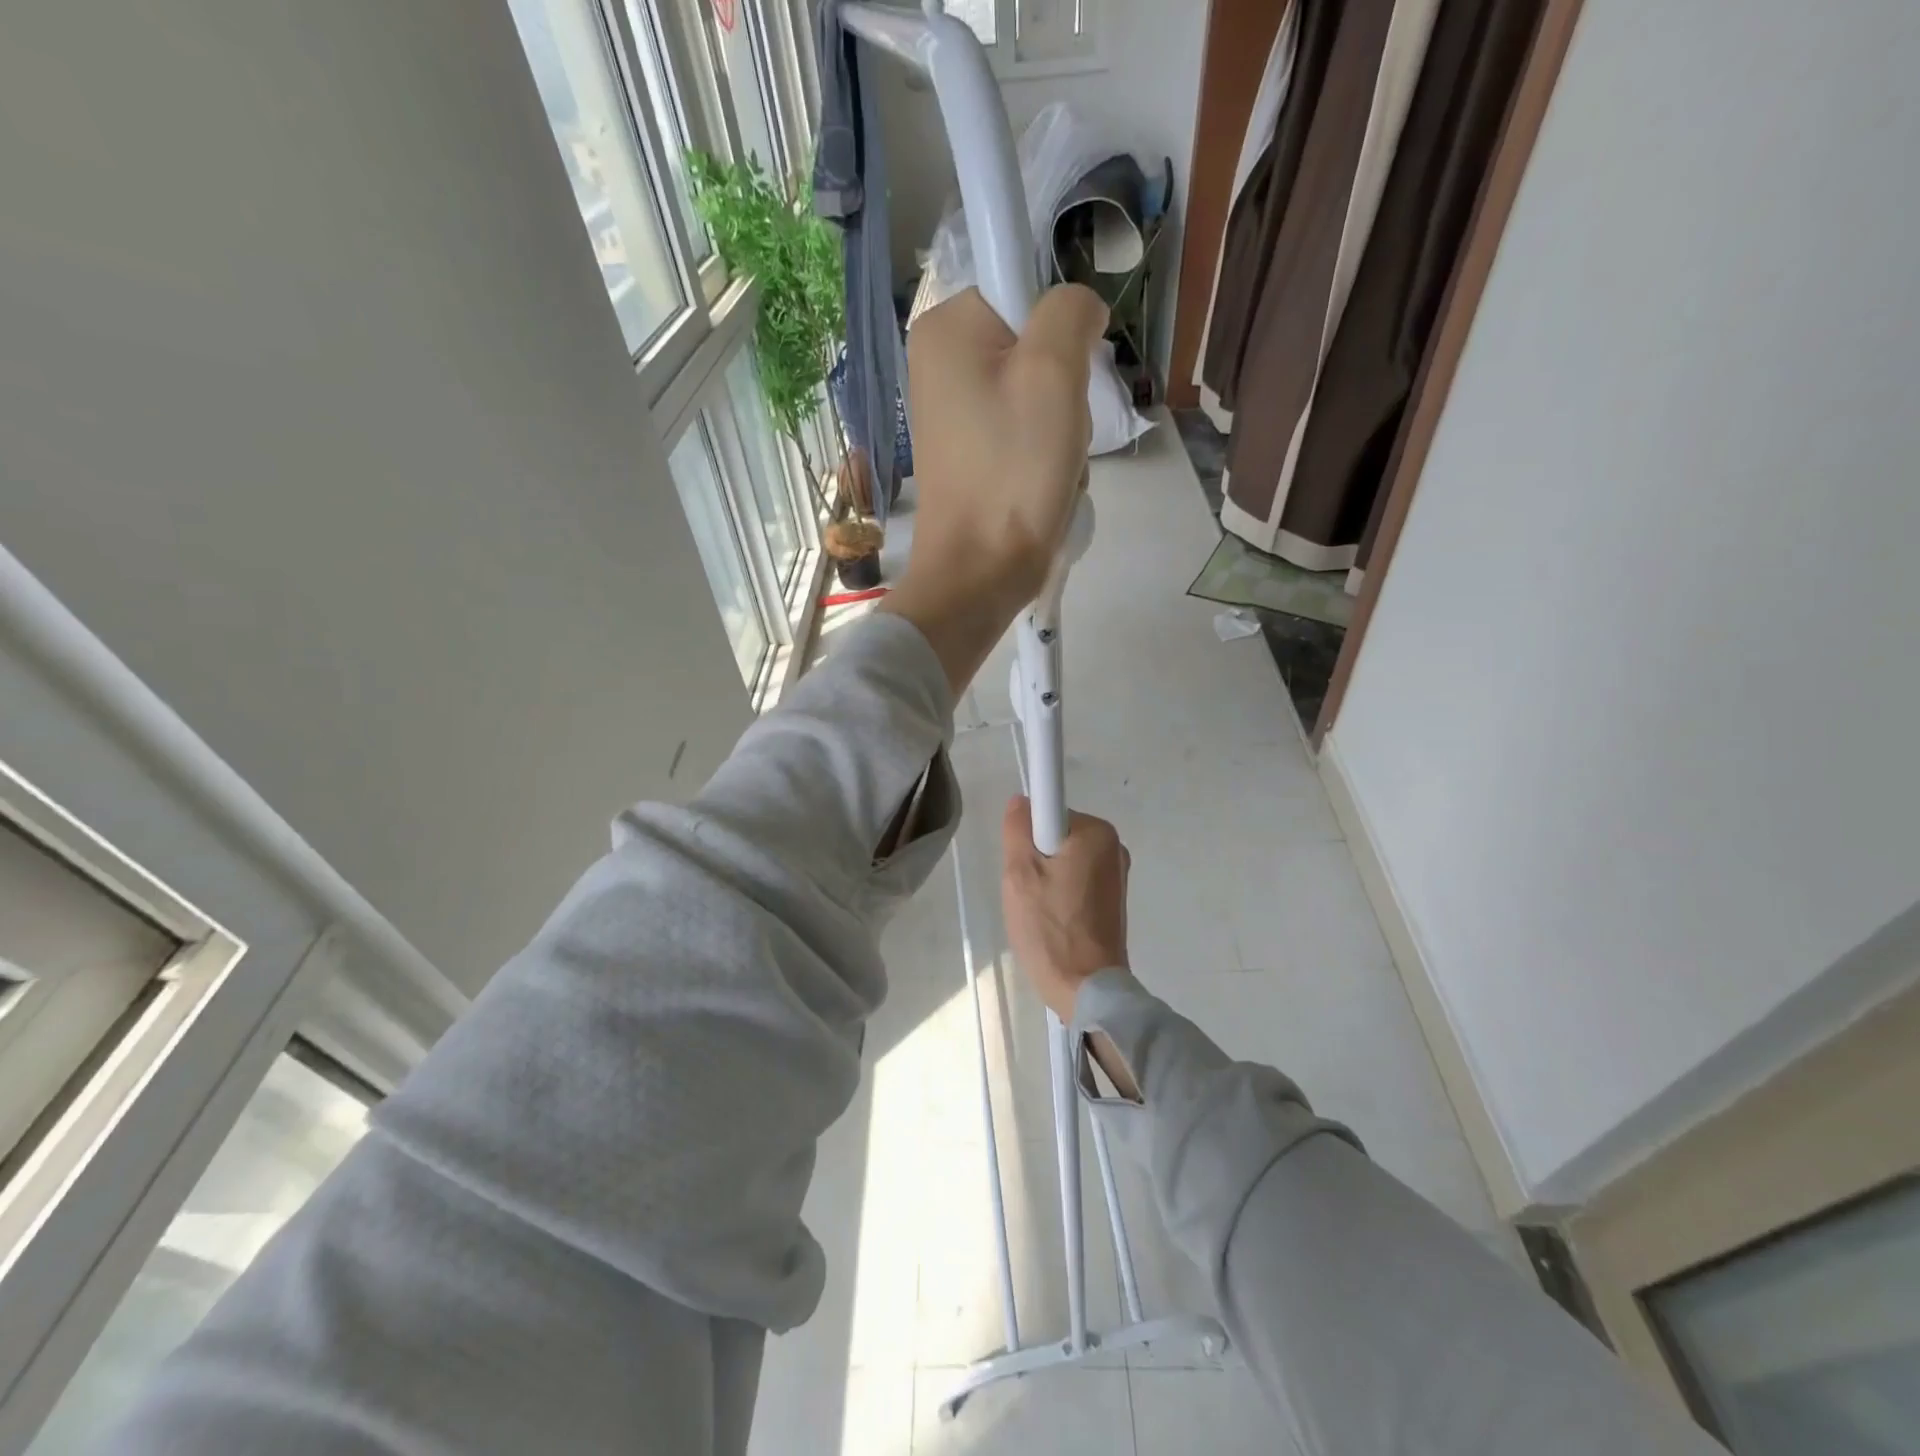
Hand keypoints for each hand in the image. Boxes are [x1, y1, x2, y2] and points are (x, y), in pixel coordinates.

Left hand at [882, 285, 1108, 691]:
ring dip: (1060, 429)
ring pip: (1036, 393)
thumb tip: (1078, 308)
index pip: (1024, 285)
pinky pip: (1023, 432)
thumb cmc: (1012, 472)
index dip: (1059, 328)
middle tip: (1056, 432)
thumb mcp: (1053, 373)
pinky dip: (1044, 456)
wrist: (980, 573)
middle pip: (1034, 344)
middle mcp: (939, 363)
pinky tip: (1042, 486)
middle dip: (1063, 389)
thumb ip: (1069, 311)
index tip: (1064, 377)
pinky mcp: (968, 453)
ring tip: (1050, 466)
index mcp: (945, 328)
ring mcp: (952, 412)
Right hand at [1001, 796, 1129, 1022]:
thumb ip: (1017, 829)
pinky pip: (1077, 881)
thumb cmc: (1050, 928)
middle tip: (1027, 892)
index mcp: (1097, 832)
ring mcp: (1117, 875)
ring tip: (1040, 912)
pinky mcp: (1114, 900)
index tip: (1024, 867)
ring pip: (1064, 860)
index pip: (1048, 811)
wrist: (1087, 990)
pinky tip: (1055, 922)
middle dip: (1036, 859)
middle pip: (1056, 836)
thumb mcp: (1019, 874)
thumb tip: (1022, 801)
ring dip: (1046, 879)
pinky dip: (1061, 895)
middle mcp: (1114, 846)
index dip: (1028, 836)